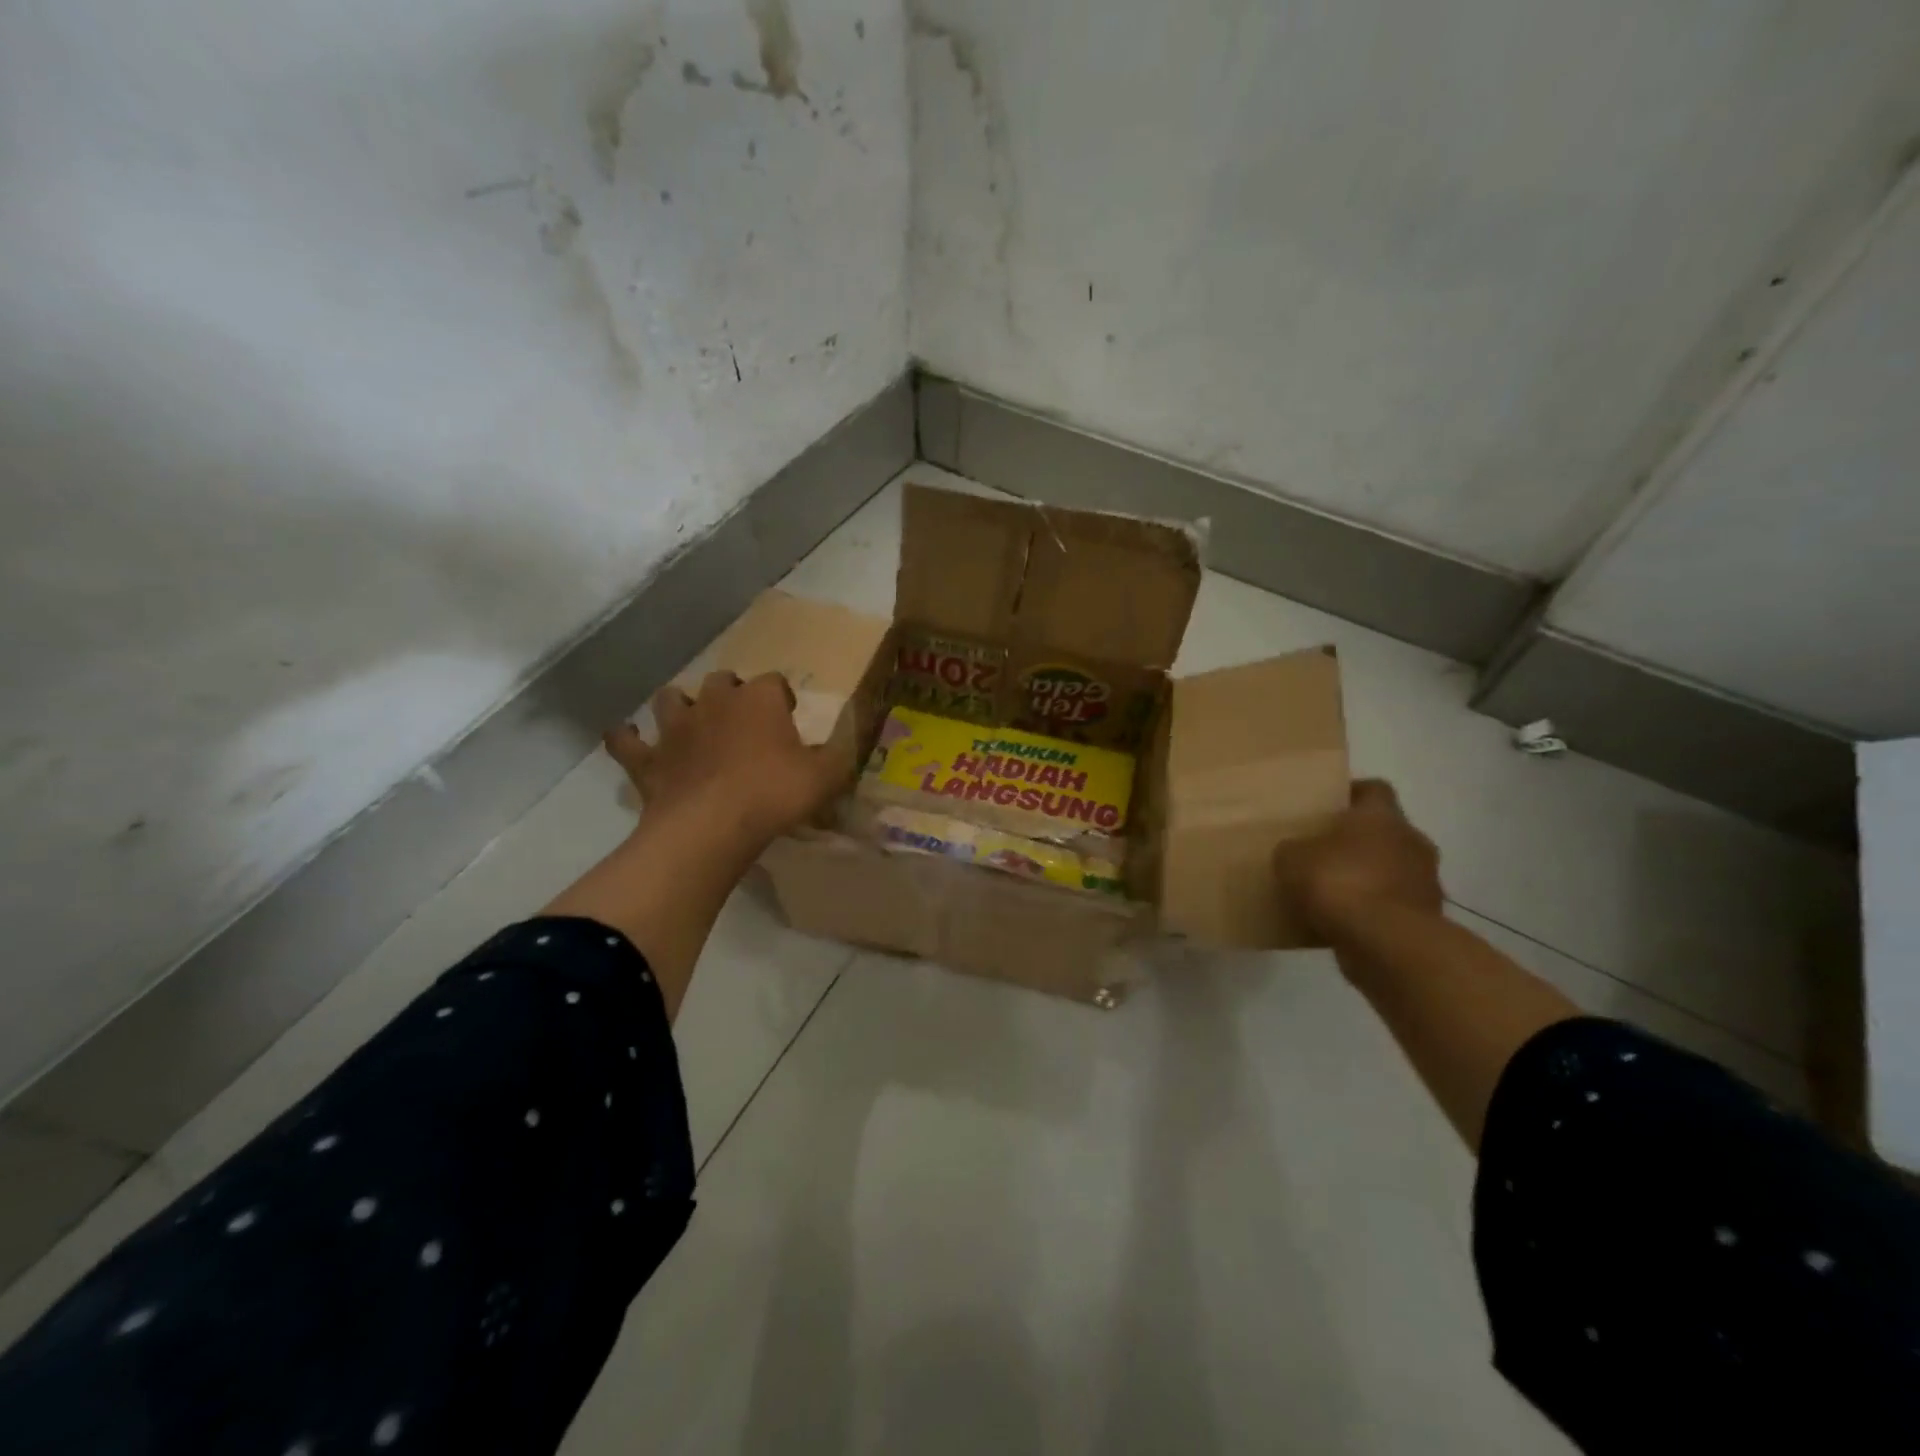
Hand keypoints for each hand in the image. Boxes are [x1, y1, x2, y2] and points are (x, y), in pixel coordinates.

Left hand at [604, 671, 851, 853]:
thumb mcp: (827, 776)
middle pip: (721, 680)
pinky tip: (628, 740)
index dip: (782, 698)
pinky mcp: (647, 759)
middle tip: (743, 721)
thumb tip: (849, 743)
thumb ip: (840, 755)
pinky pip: (626, 741)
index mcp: (759, 700)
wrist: (711, 828)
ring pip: (671, 698)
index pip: (774, 682)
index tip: (789, 717)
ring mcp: (675, 728)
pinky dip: (627, 739)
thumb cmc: (775, 795)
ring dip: (680, 705)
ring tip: (691, 723)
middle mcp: (714, 702)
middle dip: (732, 693)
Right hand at [1274, 779, 1442, 939]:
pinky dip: (1377, 910)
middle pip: (1385, 831)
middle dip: (1359, 841)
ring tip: (1334, 893)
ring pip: (1393, 869)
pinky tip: (1348, 922)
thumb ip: (1294, 849)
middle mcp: (1412, 840)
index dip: (1351, 796)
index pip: (1373, 790)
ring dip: (1370, 878)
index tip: (1327, 808)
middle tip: (1325, 852)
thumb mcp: (1292, 859)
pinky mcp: (1428, 918)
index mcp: (1381, 815)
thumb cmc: (1339, 883)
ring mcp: (1426, 881)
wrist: (1387, 943)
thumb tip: (1296, 851)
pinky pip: (1396, 905)